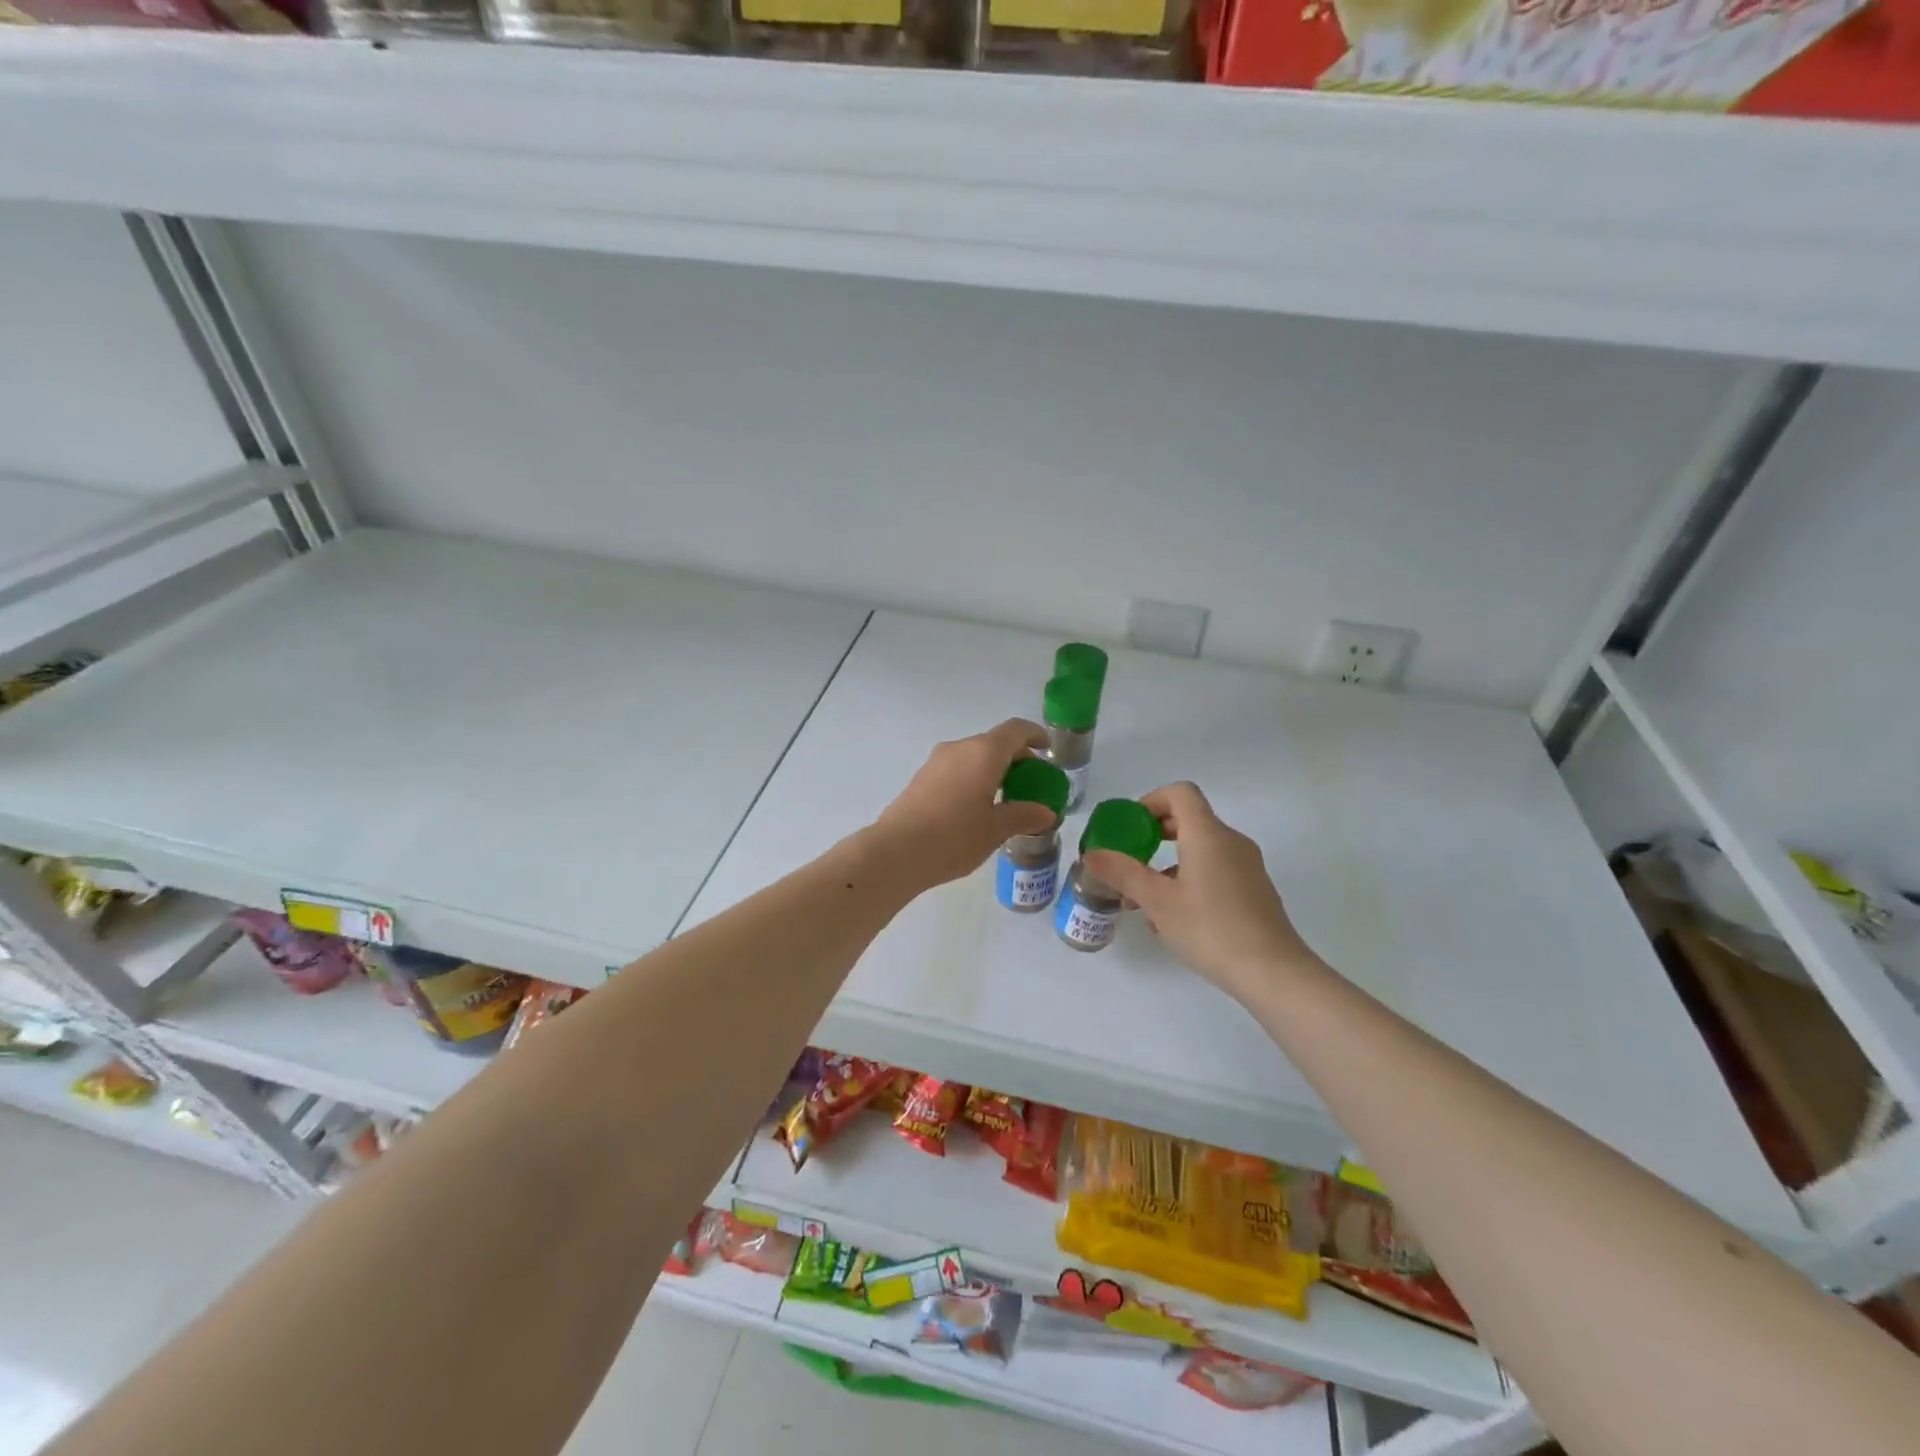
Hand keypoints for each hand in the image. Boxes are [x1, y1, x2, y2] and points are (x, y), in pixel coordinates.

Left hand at [874, 719, 1057, 890]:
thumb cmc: (955, 837)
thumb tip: (1047, 813)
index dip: (1035, 735)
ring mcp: (936, 761)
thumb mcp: (996, 829)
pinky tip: (976, 807)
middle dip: (1016, 758)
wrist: (897, 851)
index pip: (1016, 730)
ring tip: (1005, 798)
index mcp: (984, 752)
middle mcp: (959, 748)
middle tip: (1031, 782)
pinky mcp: (921, 778)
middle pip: (994, 742)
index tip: (1047, 750)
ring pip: (973, 756)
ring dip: (993, 769)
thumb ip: (1024, 815)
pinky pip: (956, 768)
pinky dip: (974, 778)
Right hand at [1083, 782, 1317, 1001]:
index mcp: (1208, 834)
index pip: (1180, 793)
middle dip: (1154, 835)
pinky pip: (1215, 871)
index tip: (1130, 828)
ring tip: (1143, 901)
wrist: (1274, 973)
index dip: (1151, 801)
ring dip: (1168, 864)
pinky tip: (1173, 919)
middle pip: (1189, 820)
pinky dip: (1189, 880)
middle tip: (1129, 859)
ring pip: (1200, 850)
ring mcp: (1247, 866)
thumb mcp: (1157, 902)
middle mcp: (1231, 842)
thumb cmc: (1211, 929)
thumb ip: (1122, 873)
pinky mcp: (1254, 891)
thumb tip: (1091, 854)